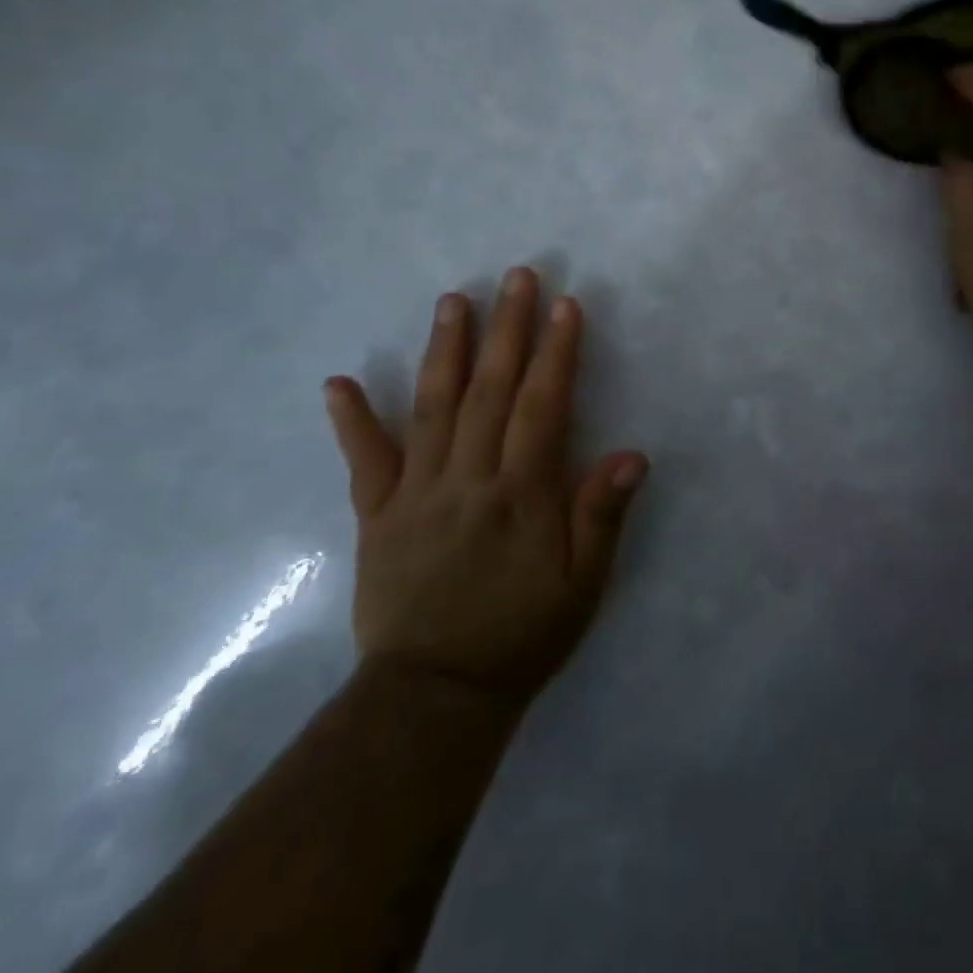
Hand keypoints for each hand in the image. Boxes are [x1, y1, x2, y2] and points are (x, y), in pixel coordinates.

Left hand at [323, 267, 648, 707]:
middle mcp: (468, 480)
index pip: (543, 407)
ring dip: (446, 350)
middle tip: (516, 277)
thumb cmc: (522, 635)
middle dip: (508, 329)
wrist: (434, 696)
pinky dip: (351, 421)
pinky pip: (364, 462)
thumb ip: (601, 516)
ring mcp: (417, 493)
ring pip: (432, 409)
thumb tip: (632, 455)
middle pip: (491, 391)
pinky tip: (339, 381)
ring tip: (453, 300)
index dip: (557, 353)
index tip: (566, 306)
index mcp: (521, 494)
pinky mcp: (377, 515)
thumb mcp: (582, 585)